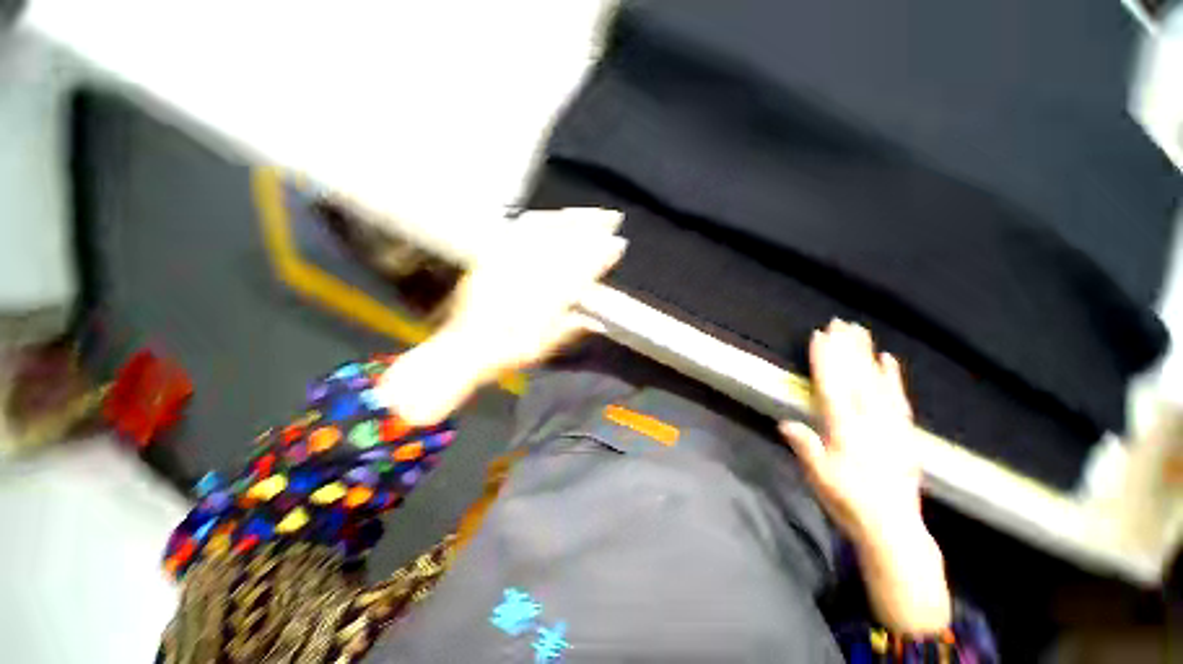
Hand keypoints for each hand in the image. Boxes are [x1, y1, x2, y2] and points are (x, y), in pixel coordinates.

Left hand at [440, 207, 626, 381]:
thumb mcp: (545, 347)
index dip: (603, 255)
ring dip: (570, 219)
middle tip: (611, 216)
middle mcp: (533, 275)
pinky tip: (548, 215)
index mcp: (550, 298)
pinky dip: (537, 221)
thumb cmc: (508, 352)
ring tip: (586, 212)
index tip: (618, 244)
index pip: (584, 269)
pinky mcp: (493, 257)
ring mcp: (512, 263)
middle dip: (593, 227)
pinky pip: (517, 232)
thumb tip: (596, 323)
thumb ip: (571, 329)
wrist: (465, 347)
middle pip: (569, 243)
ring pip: (546, 232)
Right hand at [779, 319, 921, 540]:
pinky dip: (893, 377)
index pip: (831, 386)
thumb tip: (786, 422)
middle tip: (840, 322)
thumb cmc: (848, 500)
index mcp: (843, 428)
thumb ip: (805, 447)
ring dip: (866, 354)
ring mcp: (888, 424)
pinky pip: (898, 398)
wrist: (893, 527)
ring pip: (876, 382)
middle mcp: (867, 420)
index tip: (819, 336)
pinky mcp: (903, 432)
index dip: (824, 360)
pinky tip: (889, 360)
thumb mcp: (818, 476)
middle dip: (845, 348)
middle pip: (854, 377)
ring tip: (861, 332)